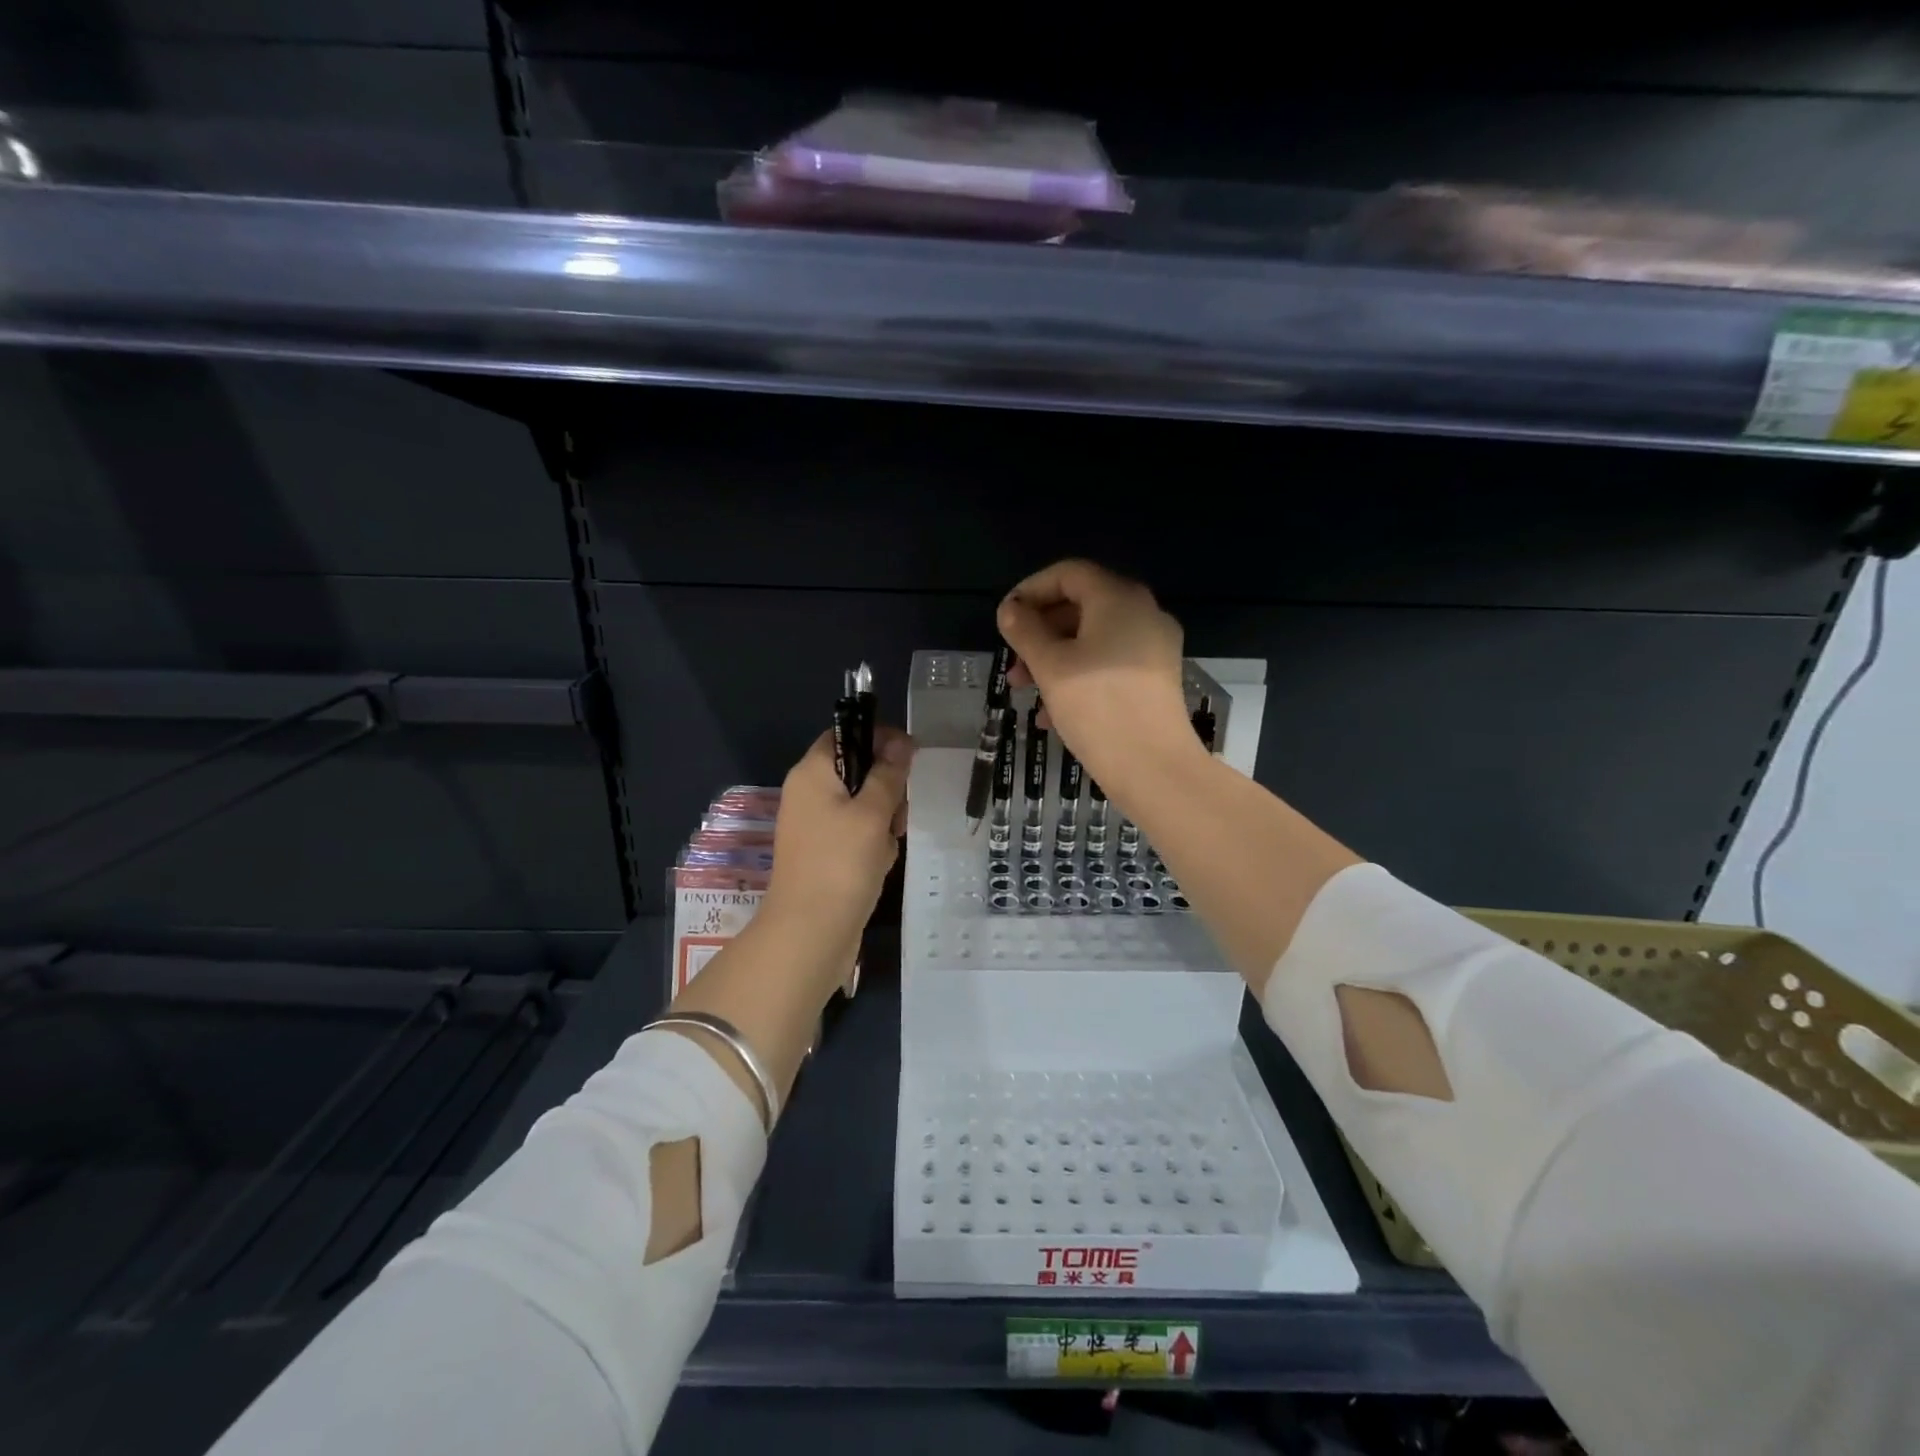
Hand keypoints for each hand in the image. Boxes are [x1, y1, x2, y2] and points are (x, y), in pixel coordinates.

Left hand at [761, 724, 912, 958]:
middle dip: (886, 790)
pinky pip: (857, 834)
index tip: (909, 757)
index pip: (845, 734)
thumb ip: (888, 774)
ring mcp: (815, 826)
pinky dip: (873, 844)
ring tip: (886, 846)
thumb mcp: (872, 813)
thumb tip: (901, 741)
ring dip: (884, 821)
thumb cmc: (841, 864)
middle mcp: (808, 794)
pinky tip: (879, 865)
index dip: (879, 738)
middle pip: (858, 771)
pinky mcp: (824, 854)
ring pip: (863, 805)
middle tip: (896, 814)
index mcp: (812, 773)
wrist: (810, 934)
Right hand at [998, 560, 1200, 798]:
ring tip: (1026, 691)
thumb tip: (1010, 610)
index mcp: (1119, 598)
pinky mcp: (1157, 677)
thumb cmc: (1097, 707)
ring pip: (1094, 638)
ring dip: (1055, 658)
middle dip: (1040, 632)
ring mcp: (1155, 646)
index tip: (1005, 619)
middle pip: (1081, 606)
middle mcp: (1143, 612)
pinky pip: (1111, 662)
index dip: (1031, 590)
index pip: (1068, 574)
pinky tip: (1052, 712)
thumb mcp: (1050, 666)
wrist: (1153, 767)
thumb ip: (1025, 631)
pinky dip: (1080, 674)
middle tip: (1013, 663)